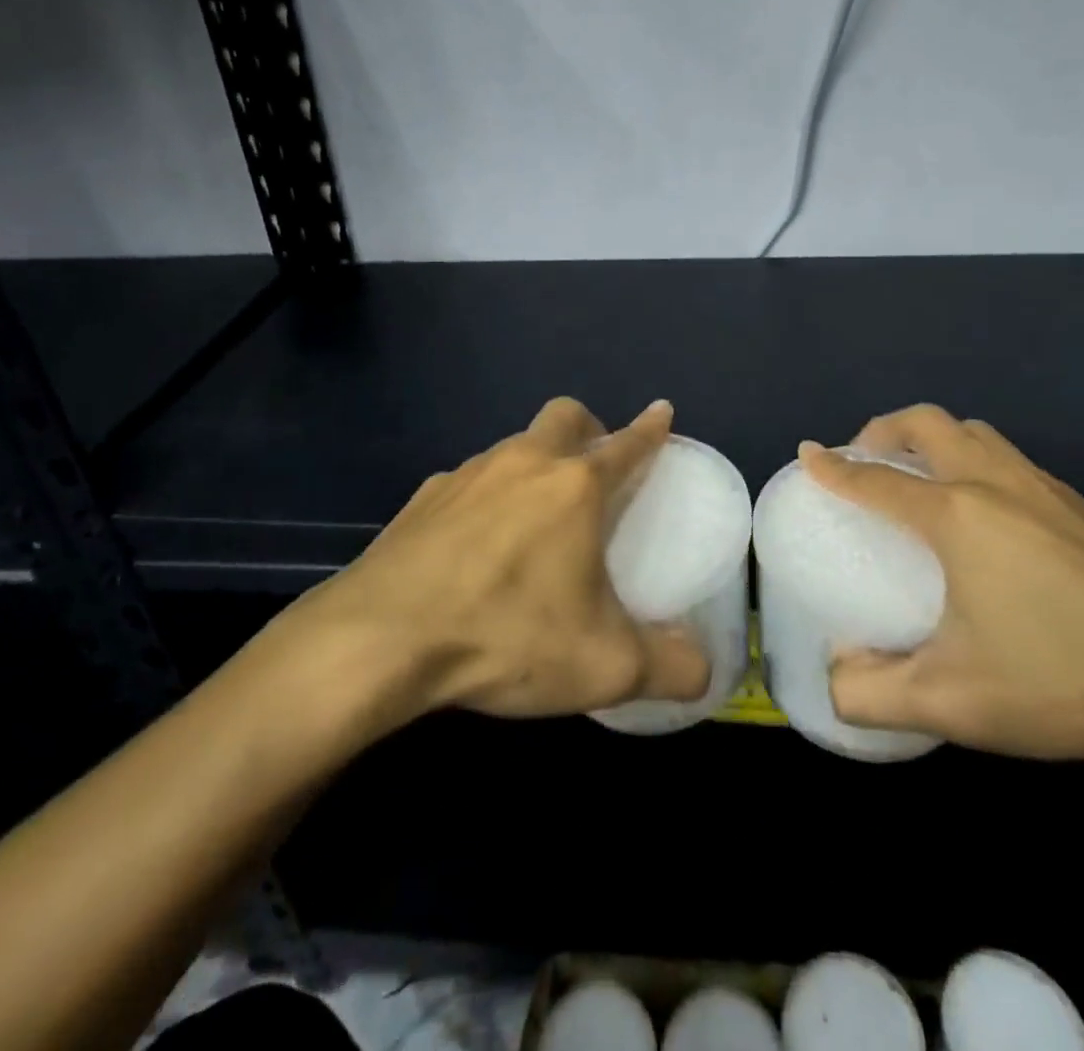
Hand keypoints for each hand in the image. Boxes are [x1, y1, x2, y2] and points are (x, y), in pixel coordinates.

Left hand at [283, 397, 711, 721]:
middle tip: (593, 471)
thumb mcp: (603, 666)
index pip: (626, 443)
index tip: (662, 411)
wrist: (379, 640)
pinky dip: (484, 498)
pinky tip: (474, 545)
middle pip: (565, 416)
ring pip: (513, 445)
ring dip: (533, 464)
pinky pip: (467, 481)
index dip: (651, 428)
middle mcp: (524, 463)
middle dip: (588, 429)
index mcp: (575, 487)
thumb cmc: (505, 635)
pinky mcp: (422, 497)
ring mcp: (467, 474)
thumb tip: (704, 672)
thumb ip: (667, 668)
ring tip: (533, 518)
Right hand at [806, 406, 1083, 761]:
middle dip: (883, 429)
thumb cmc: (1068, 675)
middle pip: (927, 423)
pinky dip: (973, 460)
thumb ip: (875, 694)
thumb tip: (834, 681)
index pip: (876, 479)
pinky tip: (987, 516)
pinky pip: (1008, 458)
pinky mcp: (1083, 507)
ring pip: (974, 432)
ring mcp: (1046, 488)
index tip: (809, 453)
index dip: (834, 467)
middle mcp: (995, 483)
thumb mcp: (956, 701)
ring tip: (919, 479)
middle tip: (866, 462)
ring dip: (933, 439)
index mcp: (956, 515)